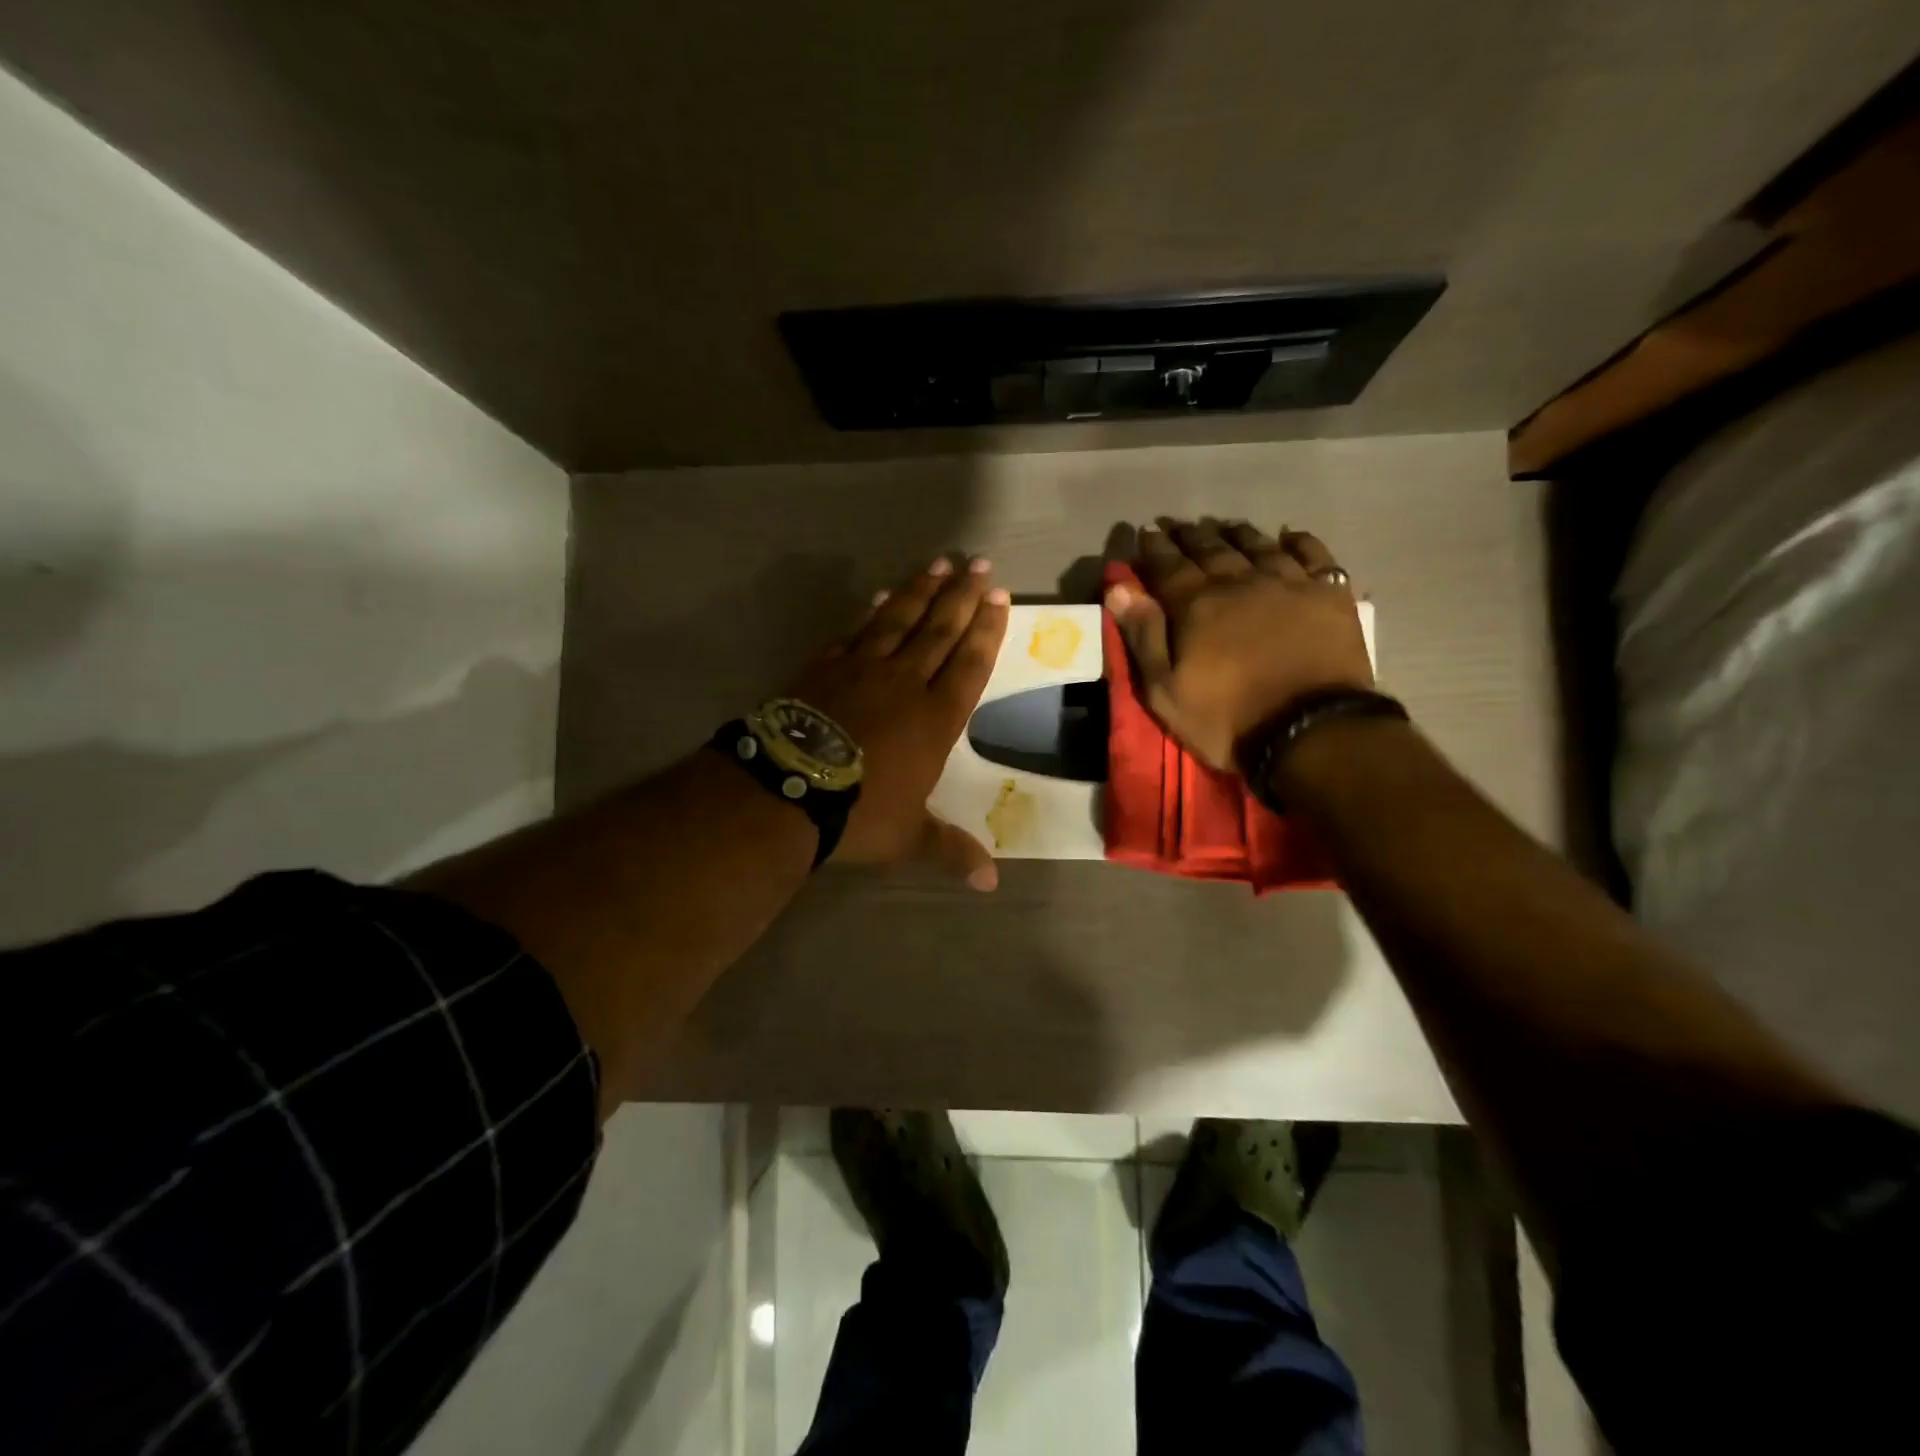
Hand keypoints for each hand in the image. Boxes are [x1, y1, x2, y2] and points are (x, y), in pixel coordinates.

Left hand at [786, 556, 1010, 888]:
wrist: (788, 790)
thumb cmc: (859, 813)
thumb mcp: (910, 837)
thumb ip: (952, 850)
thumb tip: (991, 885)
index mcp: (935, 718)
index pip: (970, 664)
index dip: (987, 629)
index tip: (998, 597)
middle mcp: (905, 683)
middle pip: (940, 630)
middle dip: (962, 596)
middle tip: (979, 564)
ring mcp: (862, 669)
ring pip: (899, 620)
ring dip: (922, 591)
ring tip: (939, 564)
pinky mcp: (825, 667)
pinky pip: (855, 631)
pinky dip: (872, 611)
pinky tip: (882, 595)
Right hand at [1107, 519, 1372, 771]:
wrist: (1309, 730)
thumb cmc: (1226, 718)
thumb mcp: (1165, 690)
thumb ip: (1142, 636)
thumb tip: (1119, 588)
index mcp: (1196, 604)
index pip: (1168, 566)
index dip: (1153, 548)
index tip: (1144, 532)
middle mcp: (1239, 581)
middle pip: (1210, 549)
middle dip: (1190, 535)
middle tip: (1178, 525)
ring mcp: (1288, 584)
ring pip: (1258, 545)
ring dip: (1237, 533)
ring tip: (1224, 526)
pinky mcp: (1329, 595)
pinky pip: (1313, 555)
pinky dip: (1299, 542)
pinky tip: (1289, 535)